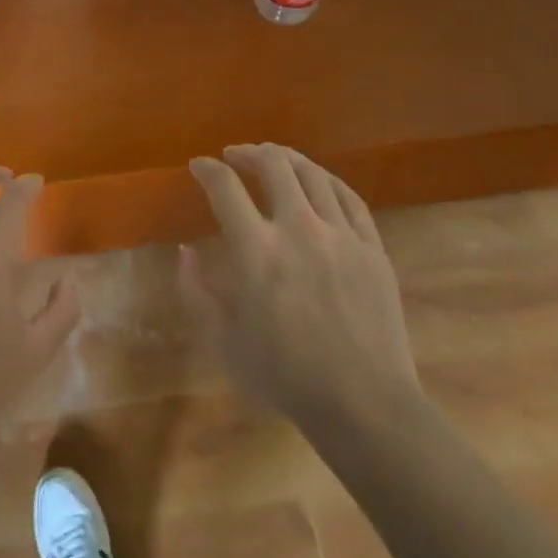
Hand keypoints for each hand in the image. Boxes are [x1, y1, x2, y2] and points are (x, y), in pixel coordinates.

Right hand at [183, 144, 417, 428]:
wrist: (364, 404)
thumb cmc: (285, 376)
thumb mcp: (223, 342)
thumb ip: (196, 292)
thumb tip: (184, 251)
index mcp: (257, 252)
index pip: (225, 188)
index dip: (207, 169)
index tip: (198, 166)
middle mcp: (299, 230)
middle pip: (274, 166)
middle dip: (248, 153)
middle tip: (235, 156)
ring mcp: (342, 235)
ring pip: (313, 174)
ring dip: (287, 159)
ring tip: (273, 158)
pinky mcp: (372, 247)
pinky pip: (349, 197)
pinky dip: (326, 180)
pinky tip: (317, 181)